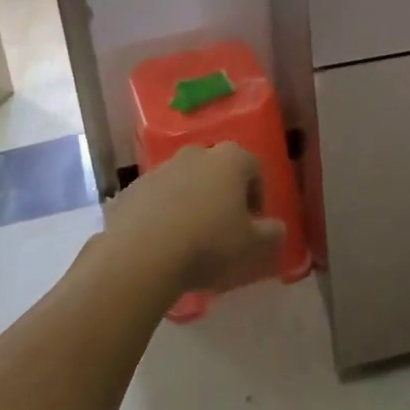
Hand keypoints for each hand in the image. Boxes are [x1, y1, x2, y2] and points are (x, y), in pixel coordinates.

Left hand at [102, 144, 285, 297]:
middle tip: (222, 228)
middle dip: (222, 194)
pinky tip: (160, 243)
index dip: (257, 194)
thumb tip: (277, 228)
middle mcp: (195, 154)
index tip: (252, 222)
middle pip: (216, 170)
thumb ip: (271, 234)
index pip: (254, 167)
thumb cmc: (208, 244)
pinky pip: (155, 198)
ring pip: (184, 182)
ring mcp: (160, 168)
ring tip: (189, 238)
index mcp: (230, 159)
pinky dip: (161, 214)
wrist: (140, 255)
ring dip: (190, 202)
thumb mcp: (252, 246)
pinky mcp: (132, 188)